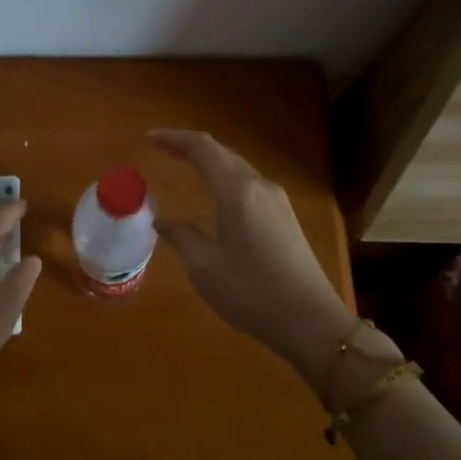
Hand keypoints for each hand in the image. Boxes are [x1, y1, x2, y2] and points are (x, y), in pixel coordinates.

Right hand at [150, 129, 372, 380]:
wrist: (311, 321)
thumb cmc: (252, 292)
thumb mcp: (204, 267)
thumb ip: (182, 237)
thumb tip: (163, 222)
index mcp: (237, 191)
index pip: (203, 148)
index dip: (174, 139)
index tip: (149, 138)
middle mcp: (260, 186)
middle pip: (222, 152)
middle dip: (191, 146)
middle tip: (162, 148)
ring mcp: (278, 201)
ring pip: (238, 167)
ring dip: (211, 161)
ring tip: (186, 165)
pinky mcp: (286, 218)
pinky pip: (249, 184)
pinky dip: (226, 178)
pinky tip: (217, 193)